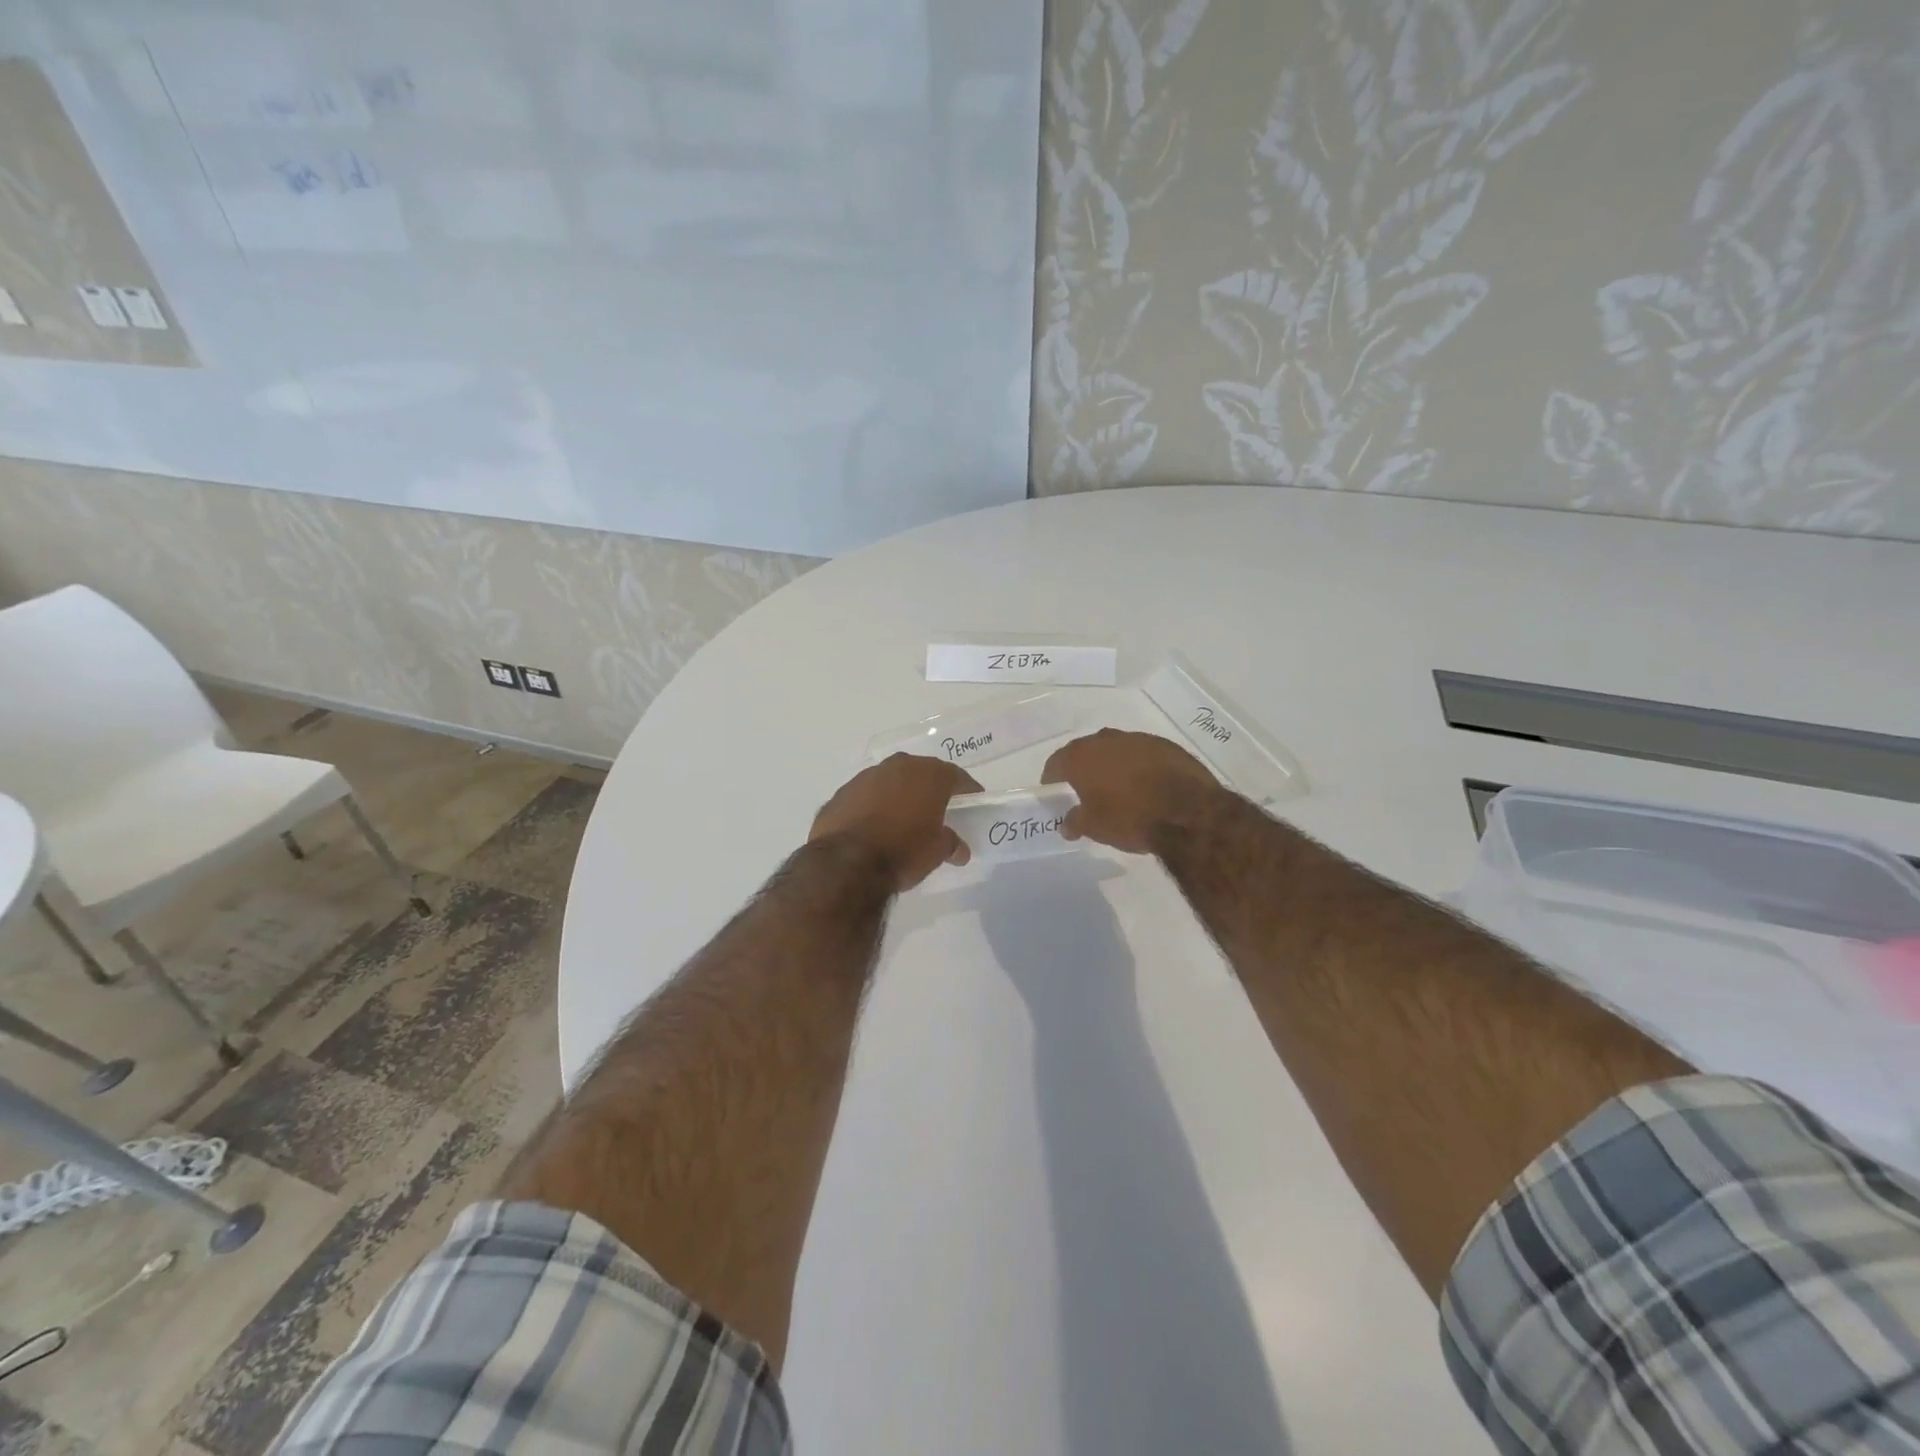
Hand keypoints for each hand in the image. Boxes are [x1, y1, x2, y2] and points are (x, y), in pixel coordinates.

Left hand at [810, 754, 982, 890]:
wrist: (846, 862)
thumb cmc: (904, 851)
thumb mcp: (937, 851)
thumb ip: (951, 843)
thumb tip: (959, 849)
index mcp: (928, 775)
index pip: (956, 776)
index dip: (967, 789)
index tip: (973, 800)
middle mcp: (898, 767)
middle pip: (921, 772)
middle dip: (930, 788)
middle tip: (937, 808)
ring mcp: (865, 777)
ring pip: (890, 781)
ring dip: (898, 794)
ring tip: (903, 818)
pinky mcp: (841, 793)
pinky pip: (865, 796)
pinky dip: (873, 806)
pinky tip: (873, 826)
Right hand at [1042, 729, 1221, 853]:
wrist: (1187, 811)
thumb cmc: (1129, 818)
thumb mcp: (1095, 828)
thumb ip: (1075, 822)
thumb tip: (1067, 824)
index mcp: (1081, 757)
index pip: (1056, 763)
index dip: (1052, 778)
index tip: (1055, 791)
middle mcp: (1106, 740)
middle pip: (1086, 752)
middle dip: (1083, 768)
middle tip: (1085, 790)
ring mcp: (1137, 739)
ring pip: (1116, 749)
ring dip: (1113, 765)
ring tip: (1118, 788)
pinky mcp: (1165, 745)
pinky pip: (1142, 754)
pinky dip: (1139, 766)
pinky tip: (1146, 785)